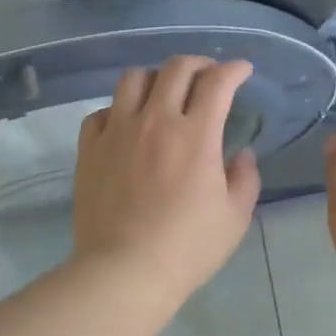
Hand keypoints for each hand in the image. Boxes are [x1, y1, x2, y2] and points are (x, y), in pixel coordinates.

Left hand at [72, 56, 261, 305]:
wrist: (124, 271)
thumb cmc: (187, 248)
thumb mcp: (234, 218)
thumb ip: (245, 178)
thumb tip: (241, 154)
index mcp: (195, 134)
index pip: (218, 82)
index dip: (234, 69)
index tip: (242, 71)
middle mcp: (155, 121)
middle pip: (175, 68)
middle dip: (199, 64)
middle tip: (208, 76)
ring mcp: (117, 132)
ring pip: (133, 79)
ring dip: (156, 78)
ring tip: (164, 93)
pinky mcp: (89, 149)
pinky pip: (101, 112)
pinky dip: (118, 110)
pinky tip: (126, 125)